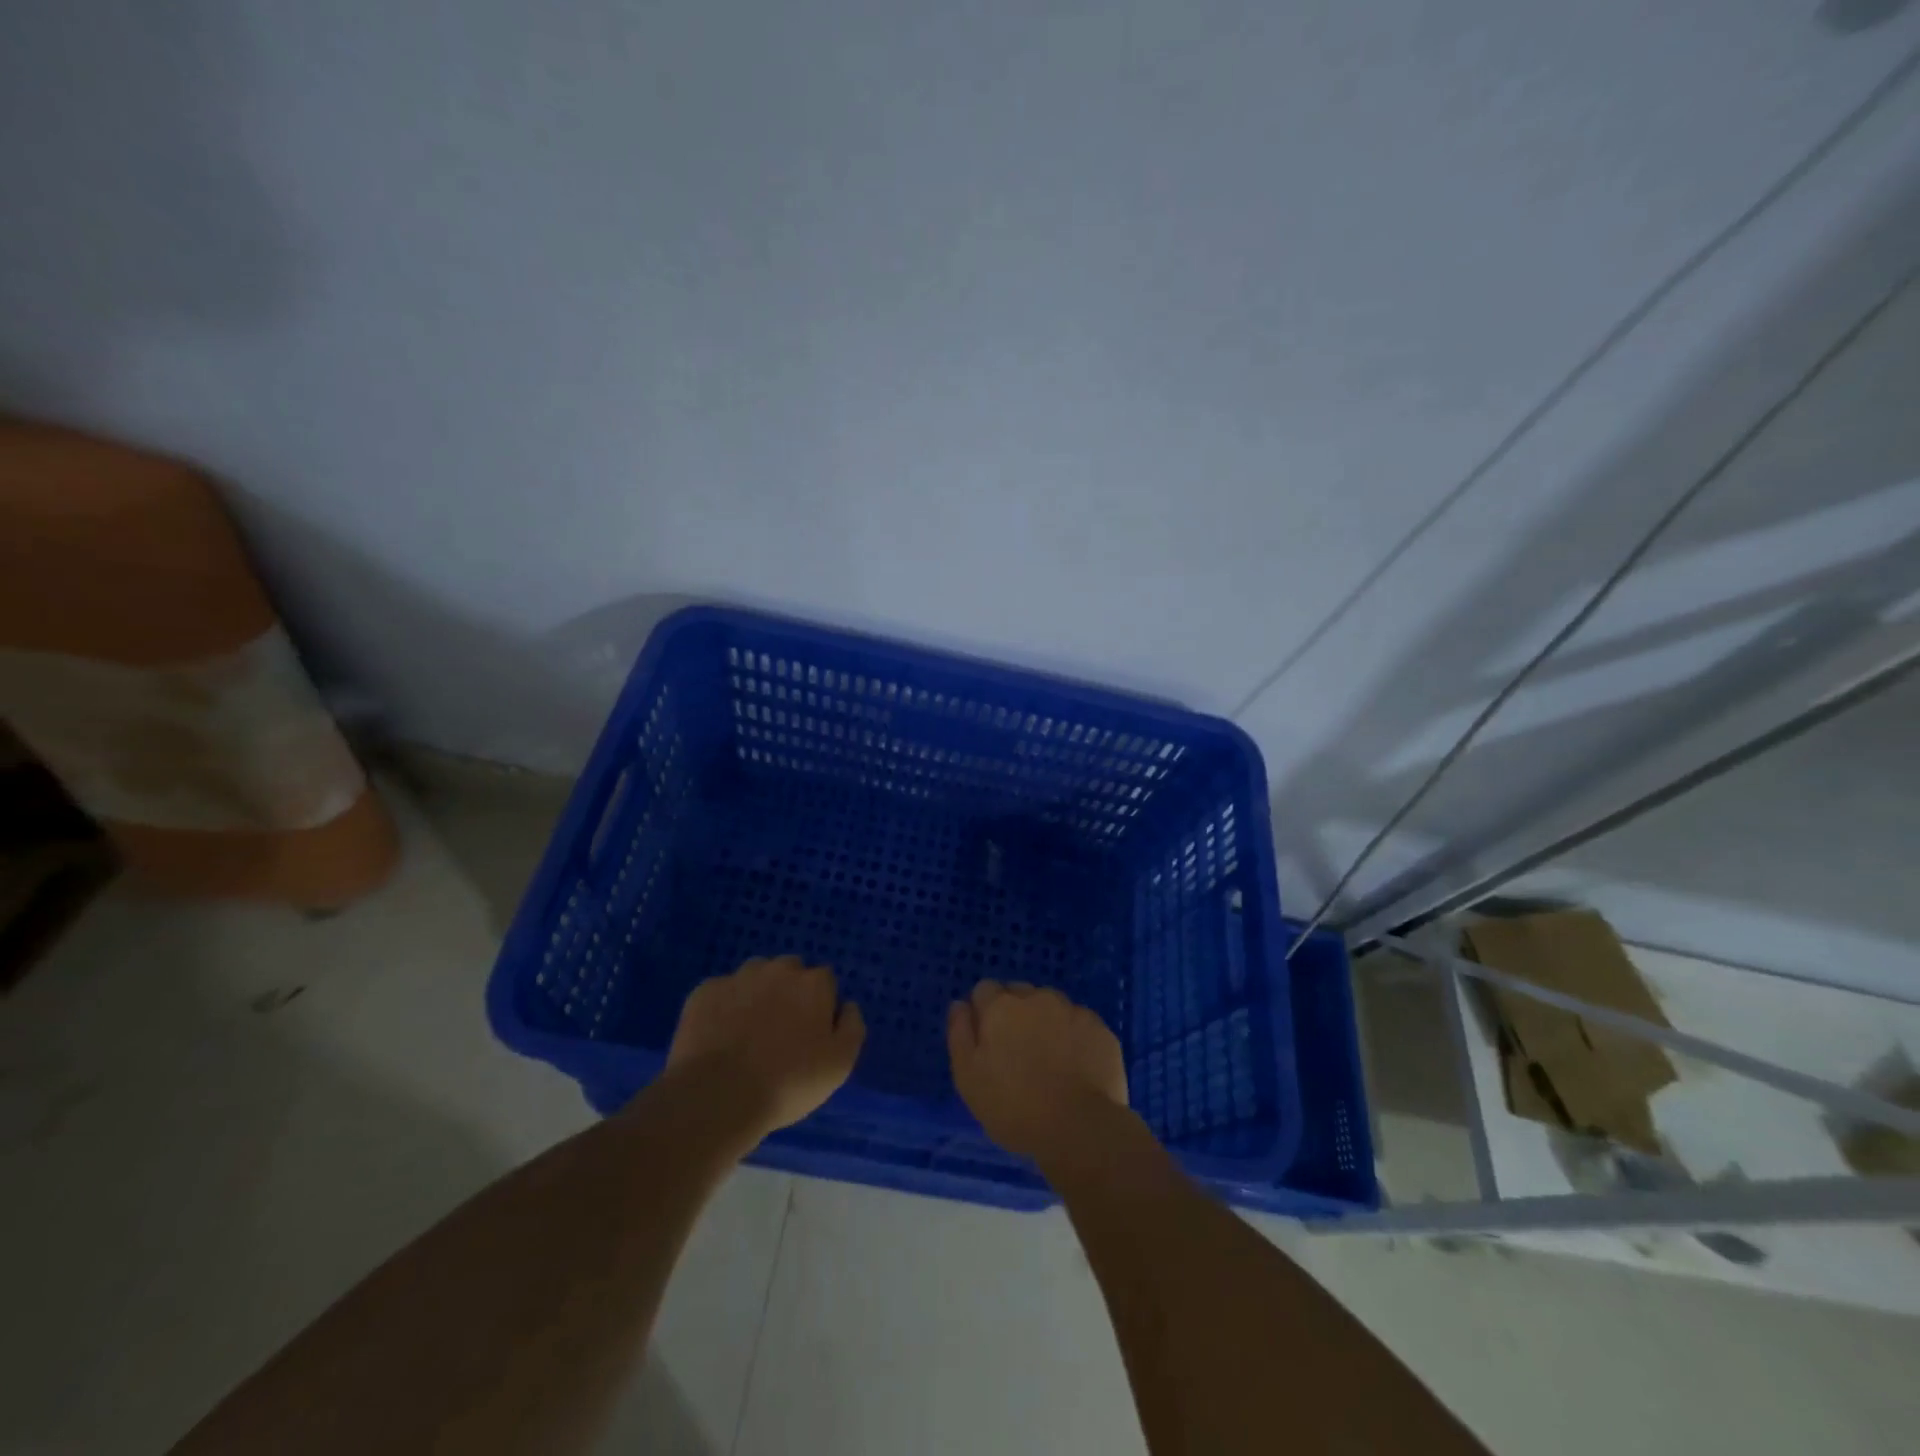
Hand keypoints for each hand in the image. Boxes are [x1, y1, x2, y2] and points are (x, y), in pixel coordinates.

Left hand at [665, 956, 865, 1140]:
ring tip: (748, 1032)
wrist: (718, 1097)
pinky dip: (723, 1007)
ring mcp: (738, 977)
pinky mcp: (704, 991)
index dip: (820, 1006)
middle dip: (789, 992)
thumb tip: (847, 1005)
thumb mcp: (839, 1065)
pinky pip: (721, 992)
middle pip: (790, 971)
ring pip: (754, 976)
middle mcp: (778, 970)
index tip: (811, 1033)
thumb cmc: (788, 1082)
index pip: (825, 981)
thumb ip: (852, 1027)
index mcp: (813, 984)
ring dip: (757, 994)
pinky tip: (719, 1036)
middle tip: (781, 1031)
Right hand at [947, 980, 1128, 1163]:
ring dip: (1045, 1022)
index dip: (984, 1013)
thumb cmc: (1014, 1106)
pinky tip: (1075, 1067)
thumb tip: (960, 1004)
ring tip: (1049, 1061)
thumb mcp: (968, 1077)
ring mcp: (1072, 1010)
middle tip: (1017, 1053)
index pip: (985, 990)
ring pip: (1051, 1006)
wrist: (1080, 1128)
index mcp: (1000, 1006)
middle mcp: (1036, 997)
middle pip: (1018, 994)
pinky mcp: (1100, 1028)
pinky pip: (1079, 1024)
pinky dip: (1074, 1037)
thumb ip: (960, 1033)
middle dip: (1015, 1014)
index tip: (988, 1041)